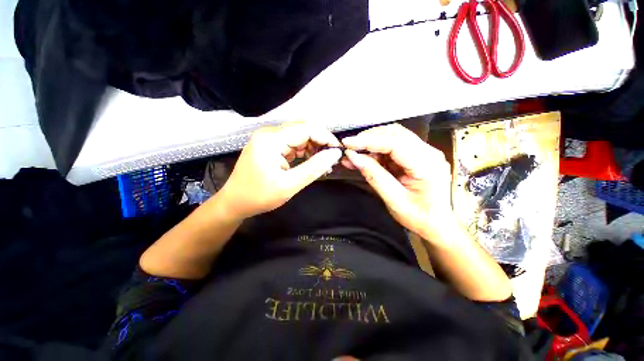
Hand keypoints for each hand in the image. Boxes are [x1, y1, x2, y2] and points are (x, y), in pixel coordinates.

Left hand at [218, 122, 341, 219]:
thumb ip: (314, 168)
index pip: (305, 129)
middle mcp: (269, 134)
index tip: (338, 150)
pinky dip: (304, 152)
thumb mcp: (290, 185)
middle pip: (302, 130)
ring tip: (323, 163)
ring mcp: (268, 139)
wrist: (234, 203)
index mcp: (271, 140)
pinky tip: (311, 162)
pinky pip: (292, 144)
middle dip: (320, 142)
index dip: (325, 137)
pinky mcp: (270, 146)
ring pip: (299, 136)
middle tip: (331, 158)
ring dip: (313, 147)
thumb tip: (335, 154)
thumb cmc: (259, 196)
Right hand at [342, 123, 454, 239]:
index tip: (347, 143)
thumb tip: (353, 157)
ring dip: (371, 143)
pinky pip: (393, 146)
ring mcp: (423, 152)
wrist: (439, 224)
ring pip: (393, 136)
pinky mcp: (416, 155)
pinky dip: (376, 150)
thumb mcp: (394, 201)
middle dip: (368, 138)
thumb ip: (374, 176)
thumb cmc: (420, 217)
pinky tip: (364, 158)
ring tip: (354, 154)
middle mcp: (428, 152)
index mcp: (427, 165)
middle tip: (349, 148)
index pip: (395, 143)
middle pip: (394, 134)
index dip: (368, 141)